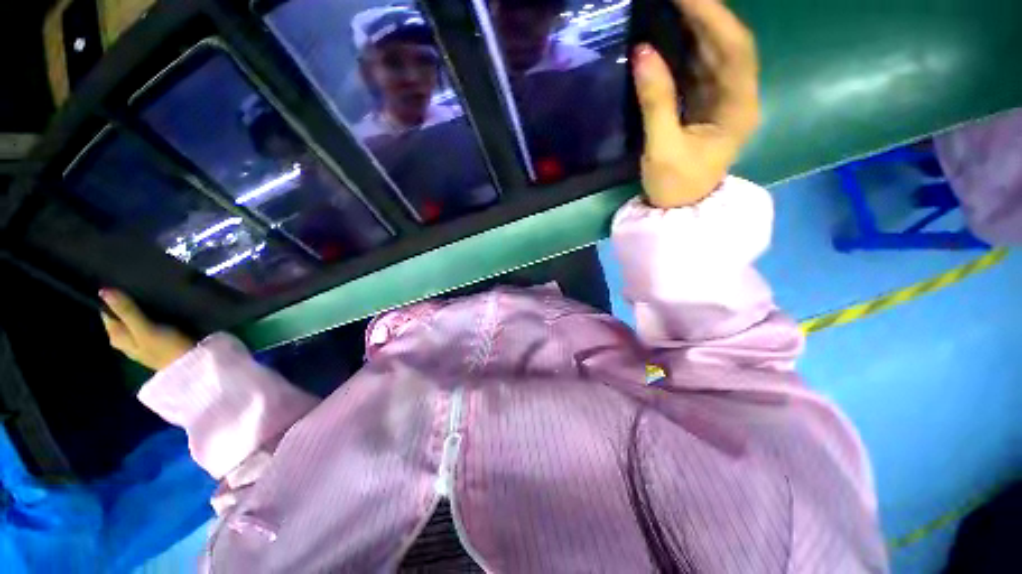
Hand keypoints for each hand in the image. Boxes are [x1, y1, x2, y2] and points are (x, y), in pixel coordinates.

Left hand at [100, 289, 194, 371]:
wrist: (193, 366)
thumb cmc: (166, 348)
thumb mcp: (145, 329)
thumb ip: (126, 311)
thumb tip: (103, 290)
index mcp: (116, 336)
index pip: (107, 312)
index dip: (113, 299)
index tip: (124, 284)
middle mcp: (124, 340)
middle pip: (121, 317)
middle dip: (127, 303)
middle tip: (140, 287)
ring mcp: (141, 342)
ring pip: (135, 321)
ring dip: (140, 310)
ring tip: (152, 295)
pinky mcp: (157, 343)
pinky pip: (148, 325)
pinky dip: (151, 317)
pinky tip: (161, 311)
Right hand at [632, 0, 760, 208]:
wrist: (677, 211)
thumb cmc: (674, 186)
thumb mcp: (663, 148)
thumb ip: (656, 101)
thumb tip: (641, 53)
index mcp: (739, 108)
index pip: (735, 48)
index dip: (713, 17)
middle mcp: (736, 97)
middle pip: (727, 45)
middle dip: (704, 15)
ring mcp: (720, 101)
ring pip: (713, 54)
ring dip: (694, 29)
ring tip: (669, 8)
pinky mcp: (703, 107)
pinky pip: (697, 70)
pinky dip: (684, 51)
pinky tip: (668, 37)